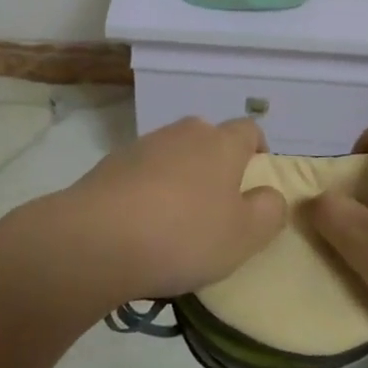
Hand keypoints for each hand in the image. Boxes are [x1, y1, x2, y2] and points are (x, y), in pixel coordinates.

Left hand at [48, 116, 287, 303]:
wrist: (97, 237)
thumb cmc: (184, 235)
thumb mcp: (244, 236)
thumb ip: (268, 211)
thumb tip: (270, 194)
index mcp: (222, 142)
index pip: (250, 129)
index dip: (258, 152)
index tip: (255, 185)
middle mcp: (185, 132)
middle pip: (210, 140)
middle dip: (217, 167)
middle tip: (217, 209)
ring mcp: (145, 144)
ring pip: (175, 155)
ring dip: (181, 179)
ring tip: (176, 224)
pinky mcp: (113, 163)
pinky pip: (144, 172)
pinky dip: (149, 191)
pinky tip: (142, 226)